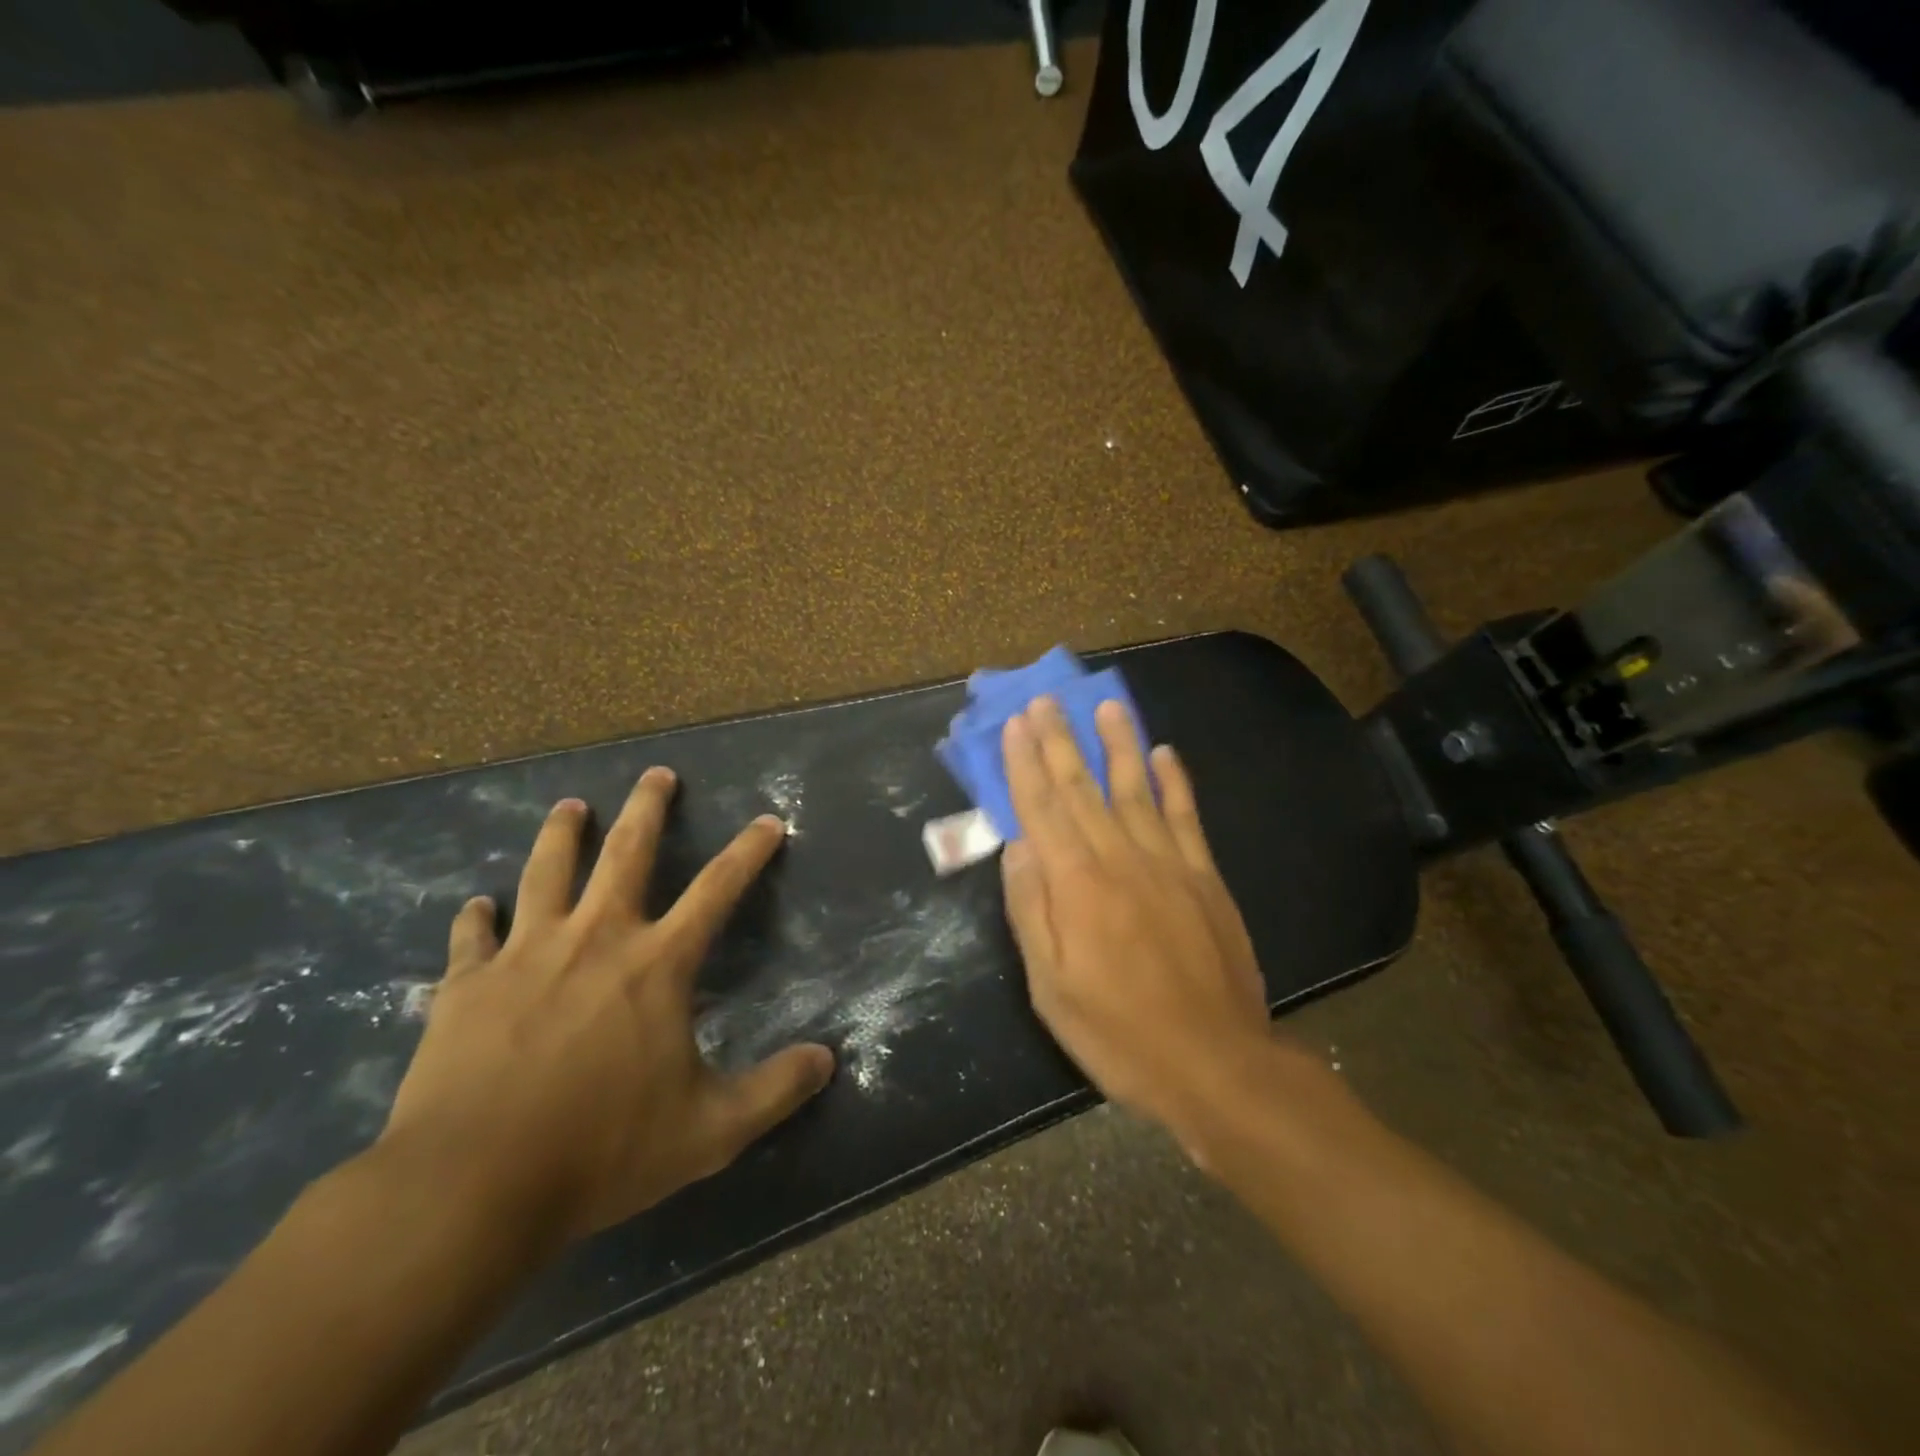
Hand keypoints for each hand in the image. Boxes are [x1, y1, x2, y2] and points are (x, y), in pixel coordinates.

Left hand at [379, 768, 834, 1243]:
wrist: (469, 1189)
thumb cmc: (601, 1151)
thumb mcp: (709, 1131)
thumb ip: (774, 1090)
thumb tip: (827, 1060)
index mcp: (657, 964)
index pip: (718, 889)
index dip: (749, 851)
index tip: (768, 820)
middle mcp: (595, 938)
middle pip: (626, 851)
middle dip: (647, 807)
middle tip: (657, 774)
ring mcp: (525, 955)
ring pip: (547, 872)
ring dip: (563, 833)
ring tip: (571, 806)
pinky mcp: (466, 985)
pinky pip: (472, 937)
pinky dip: (476, 918)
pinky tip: (477, 906)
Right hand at [999, 698, 1275, 1147]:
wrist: (1215, 1064)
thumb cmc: (1118, 1032)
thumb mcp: (1051, 986)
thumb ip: (1031, 909)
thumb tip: (1018, 845)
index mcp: (1077, 884)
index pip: (1042, 808)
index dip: (1025, 764)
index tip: (1015, 725)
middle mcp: (1120, 858)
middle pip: (1082, 788)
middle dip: (1060, 740)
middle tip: (1046, 699)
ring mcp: (1169, 863)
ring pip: (1136, 788)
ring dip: (1118, 743)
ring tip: (1106, 705)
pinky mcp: (1205, 878)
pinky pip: (1186, 816)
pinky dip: (1174, 782)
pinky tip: (1165, 754)